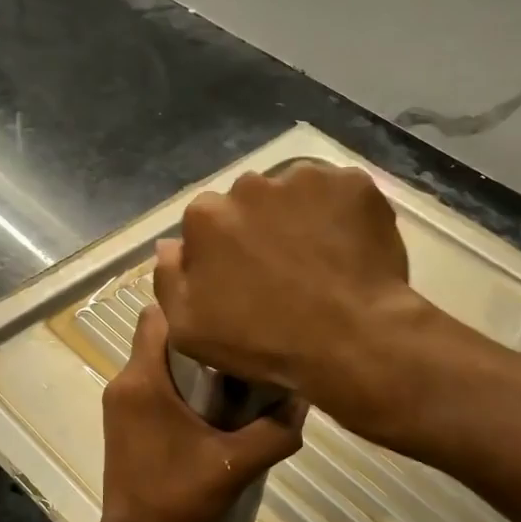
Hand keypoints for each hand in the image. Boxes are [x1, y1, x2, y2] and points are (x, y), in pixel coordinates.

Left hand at [99, 305, 306, 521]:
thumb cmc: (179, 496)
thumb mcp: (236, 465)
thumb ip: (276, 432)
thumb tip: (304, 399)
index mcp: (143, 380)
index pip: (157, 316)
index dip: (189, 306)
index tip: (225, 310)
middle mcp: (123, 381)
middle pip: (157, 334)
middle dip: (194, 332)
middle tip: (236, 337)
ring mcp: (118, 401)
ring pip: (153, 358)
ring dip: (185, 359)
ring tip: (227, 367)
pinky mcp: (120, 418)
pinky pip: (148, 380)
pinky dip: (173, 380)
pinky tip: (205, 400)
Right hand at [153, 162, 422, 430]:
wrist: (350, 341)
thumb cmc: (263, 342)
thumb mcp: (189, 330)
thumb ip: (168, 279)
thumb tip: (169, 245)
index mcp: (206, 216)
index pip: (207, 222)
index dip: (224, 251)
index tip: (243, 278)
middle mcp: (250, 185)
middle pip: (250, 202)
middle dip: (261, 227)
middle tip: (284, 268)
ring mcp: (304, 179)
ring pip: (295, 193)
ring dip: (301, 217)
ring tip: (321, 259)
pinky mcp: (352, 183)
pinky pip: (340, 193)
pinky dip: (343, 214)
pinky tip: (350, 249)